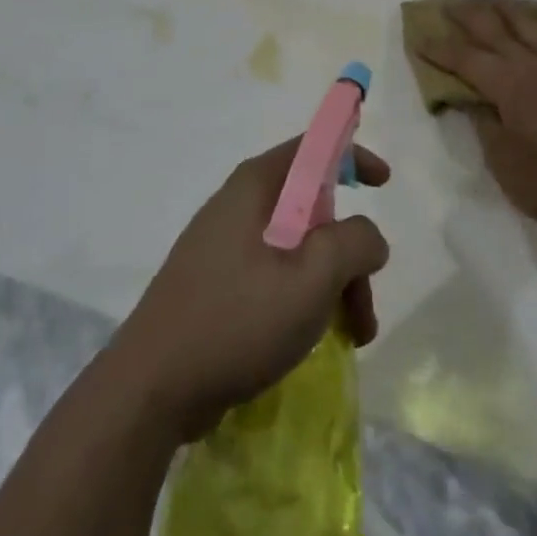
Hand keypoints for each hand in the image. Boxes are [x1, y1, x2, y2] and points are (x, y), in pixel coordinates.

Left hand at [112, 138, 389, 440]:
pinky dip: (303, 298)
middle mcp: (238, 205)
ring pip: (296, 248)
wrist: (152, 387)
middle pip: (311, 208)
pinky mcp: (216, 283)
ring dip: (331, 283)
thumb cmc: (236, 320)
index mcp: (255, 187)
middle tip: (365, 305)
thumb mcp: (310, 279)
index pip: (311, 148)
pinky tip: (312, 340)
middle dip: (348, 252)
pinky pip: (274, 274)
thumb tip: (368, 235)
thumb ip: (353, 243)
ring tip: (351, 337)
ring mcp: (224, 245)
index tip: (384, 182)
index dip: (351, 156)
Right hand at [418, 0, 536, 235]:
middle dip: (469, 16)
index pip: (465, 59)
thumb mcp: (504, 163)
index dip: (440, 48)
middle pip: (495, 30)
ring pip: (532, 25)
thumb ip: (484, 125)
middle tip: (449, 5)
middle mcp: (534, 65)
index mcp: (508, 85)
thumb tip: (470, 99)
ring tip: (496, 1)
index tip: (419, 37)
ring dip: (509, 10)